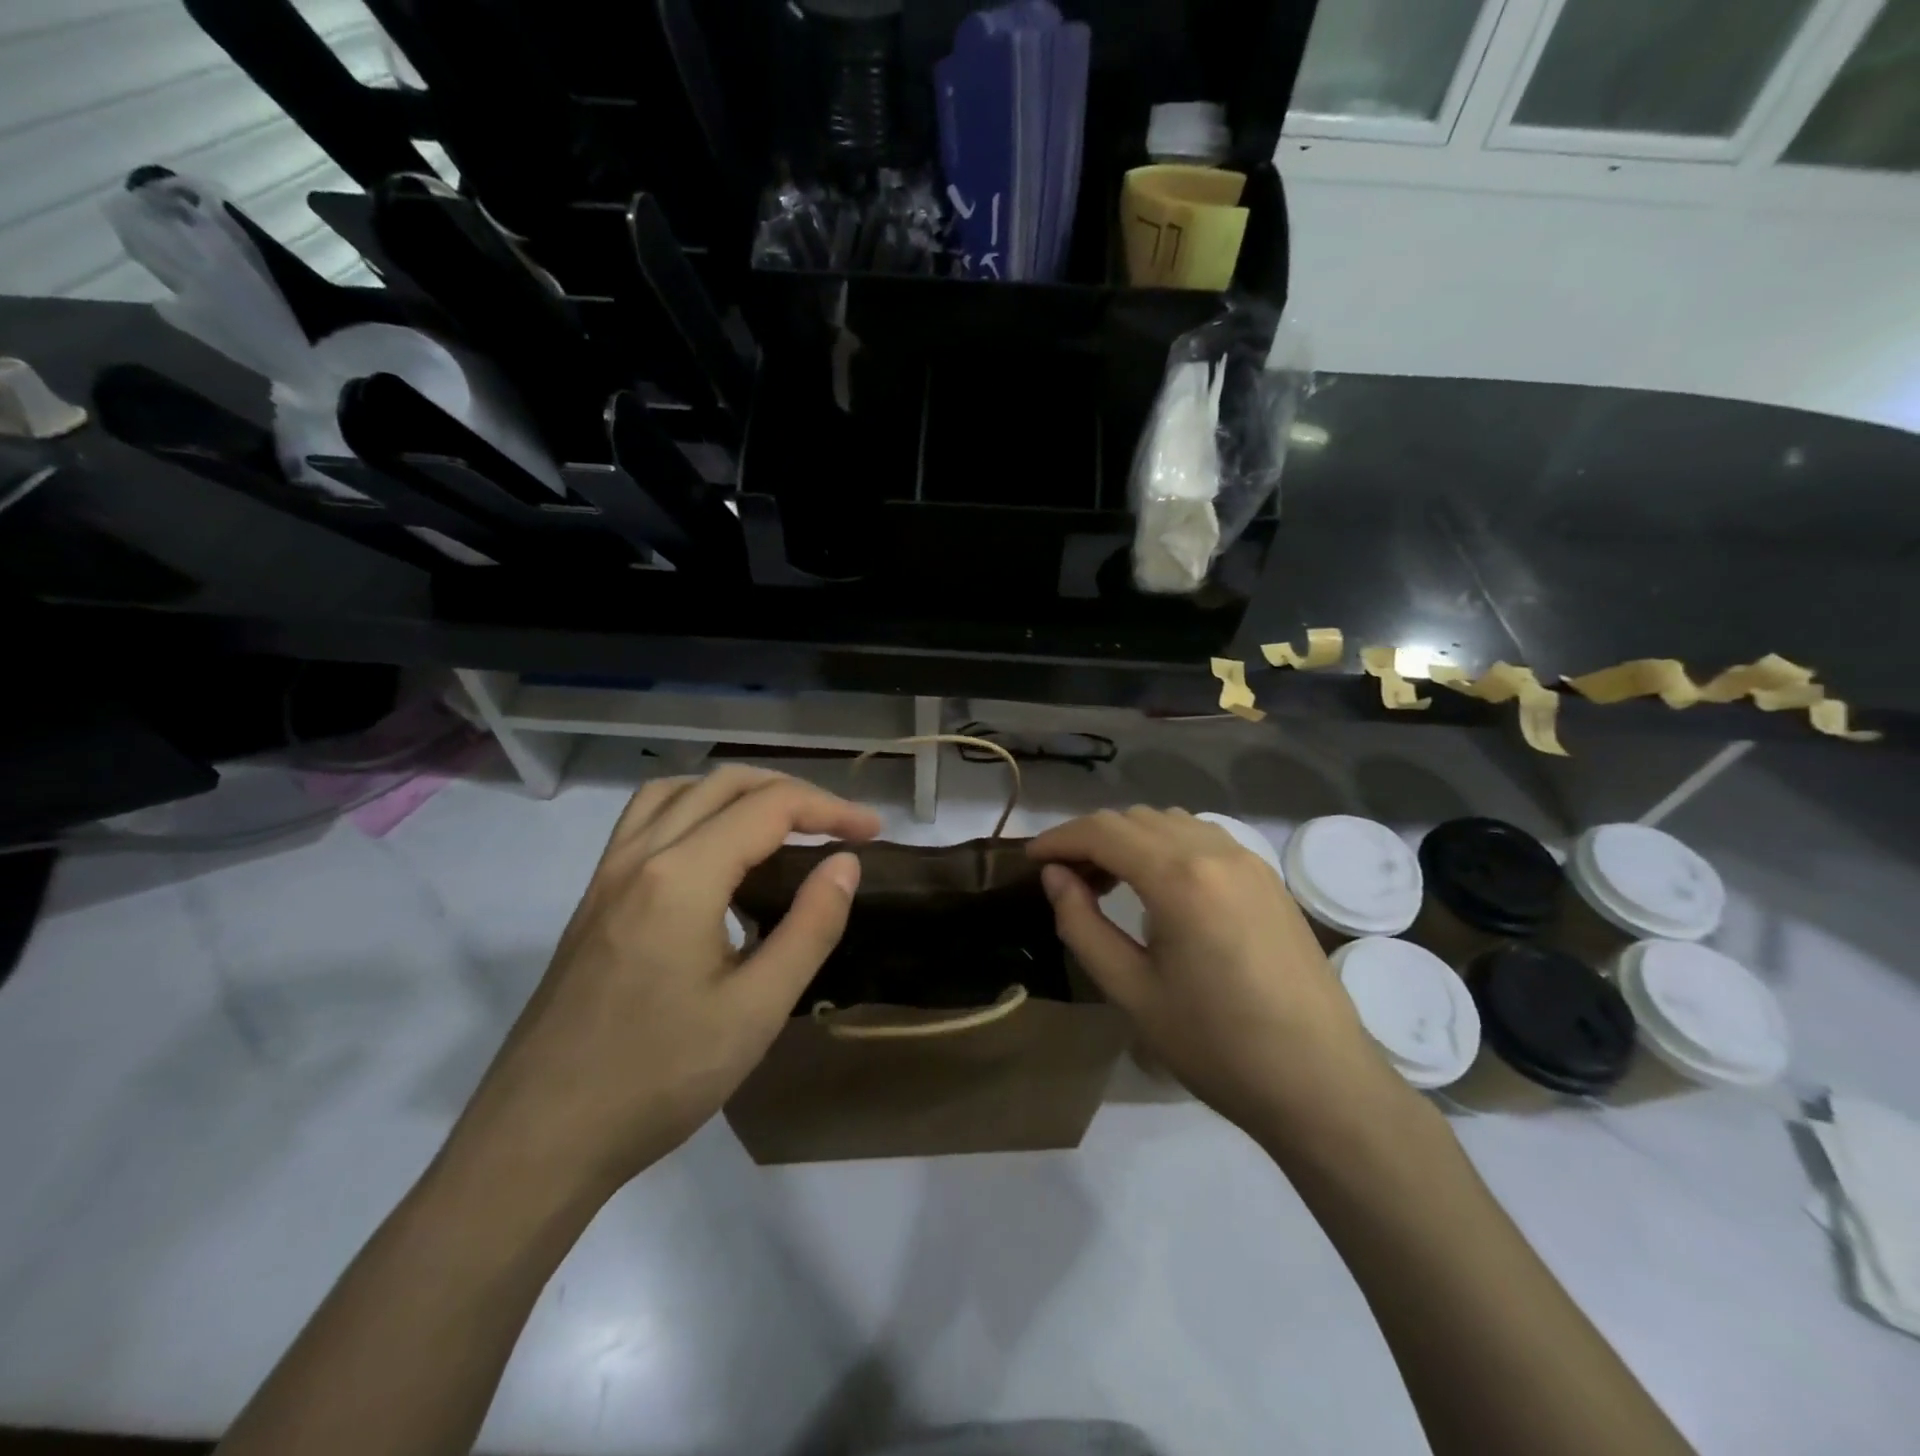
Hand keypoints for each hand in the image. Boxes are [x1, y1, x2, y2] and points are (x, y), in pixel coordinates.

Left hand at [444, 767, 880, 1199]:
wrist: (539, 1139)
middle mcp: (641, 855)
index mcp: (682, 877)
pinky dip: (695, 808)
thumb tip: (845, 863)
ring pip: (679, 791)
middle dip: (792, 792)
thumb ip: (810, 927)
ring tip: (781, 824)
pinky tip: (715, 853)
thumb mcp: (757, 1010)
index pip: (770, 807)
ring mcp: (608, 874)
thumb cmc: (659, 1078)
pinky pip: (647, 819)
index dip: (830, 809)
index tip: (873, 832)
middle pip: (725, 784)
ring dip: (739, 792)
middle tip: (838, 826)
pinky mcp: (593, 898)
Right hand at [1028, 808, 1403, 1147]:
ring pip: (1170, 822)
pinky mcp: (1268, 878)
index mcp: (1179, 877)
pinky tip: (1160, 888)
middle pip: (1135, 819)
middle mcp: (1215, 851)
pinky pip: (1203, 838)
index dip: (1059, 838)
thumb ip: (1083, 925)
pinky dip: (1166, 846)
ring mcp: (1248, 861)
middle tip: (1065, 880)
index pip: (1103, 832)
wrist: (1320, 1082)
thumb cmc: (1216, 1044)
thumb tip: (1055, 877)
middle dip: (1091, 839)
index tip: (1030, 859)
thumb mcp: (1131, 991)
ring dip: (1130, 839)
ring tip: (1108, 882)